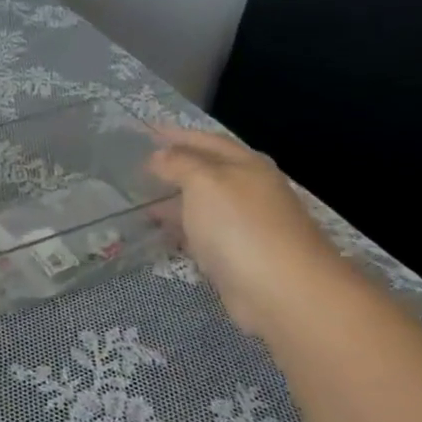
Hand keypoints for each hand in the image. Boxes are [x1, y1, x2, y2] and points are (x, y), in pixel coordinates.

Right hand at [148, 125, 351, 336]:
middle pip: (208, 173)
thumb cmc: (240, 227)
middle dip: (176, 169)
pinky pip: (204, 234)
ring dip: (176, 203)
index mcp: (246, 166)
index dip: (178, 135)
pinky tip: (163, 236)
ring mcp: (246, 225)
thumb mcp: (205, 183)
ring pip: (204, 206)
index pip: (208, 141)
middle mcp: (250, 191)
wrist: (281, 290)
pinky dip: (182, 230)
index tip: (148, 132)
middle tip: (139, 170)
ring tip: (142, 205)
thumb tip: (160, 156)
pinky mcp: (239, 256)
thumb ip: (180, 165)